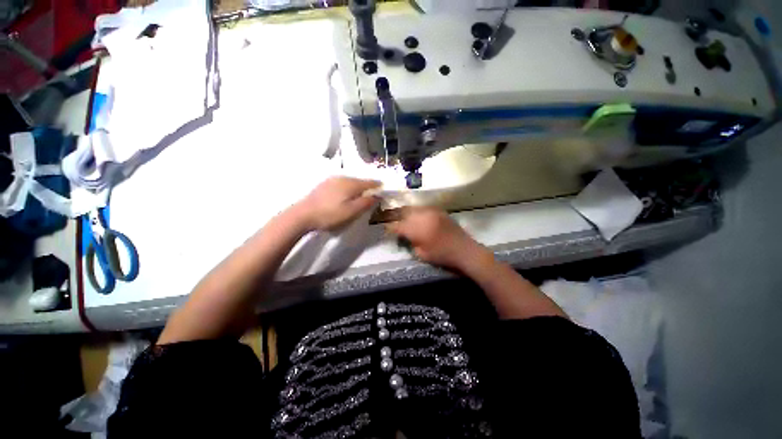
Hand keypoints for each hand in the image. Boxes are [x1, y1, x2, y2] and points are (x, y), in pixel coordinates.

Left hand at [297, 177, 380, 231]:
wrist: (303, 214)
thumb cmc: (330, 214)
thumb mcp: (351, 211)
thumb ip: (366, 202)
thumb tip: (378, 196)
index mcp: (351, 184)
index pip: (369, 182)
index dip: (377, 185)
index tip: (383, 188)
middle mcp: (342, 178)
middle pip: (359, 181)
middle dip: (367, 186)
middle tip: (373, 194)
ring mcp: (332, 180)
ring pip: (350, 181)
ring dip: (357, 187)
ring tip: (360, 195)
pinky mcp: (324, 184)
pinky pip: (342, 183)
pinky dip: (348, 188)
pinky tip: (345, 195)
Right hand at [386, 207, 491, 271]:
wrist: (464, 250)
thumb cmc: (442, 255)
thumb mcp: (421, 254)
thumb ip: (411, 242)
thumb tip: (404, 235)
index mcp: (418, 229)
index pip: (399, 226)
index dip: (391, 228)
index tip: (387, 229)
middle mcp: (423, 217)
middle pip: (405, 213)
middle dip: (398, 218)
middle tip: (395, 223)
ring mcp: (432, 212)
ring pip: (414, 208)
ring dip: (408, 213)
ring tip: (405, 219)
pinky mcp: (439, 211)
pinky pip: (424, 208)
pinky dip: (418, 212)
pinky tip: (418, 217)